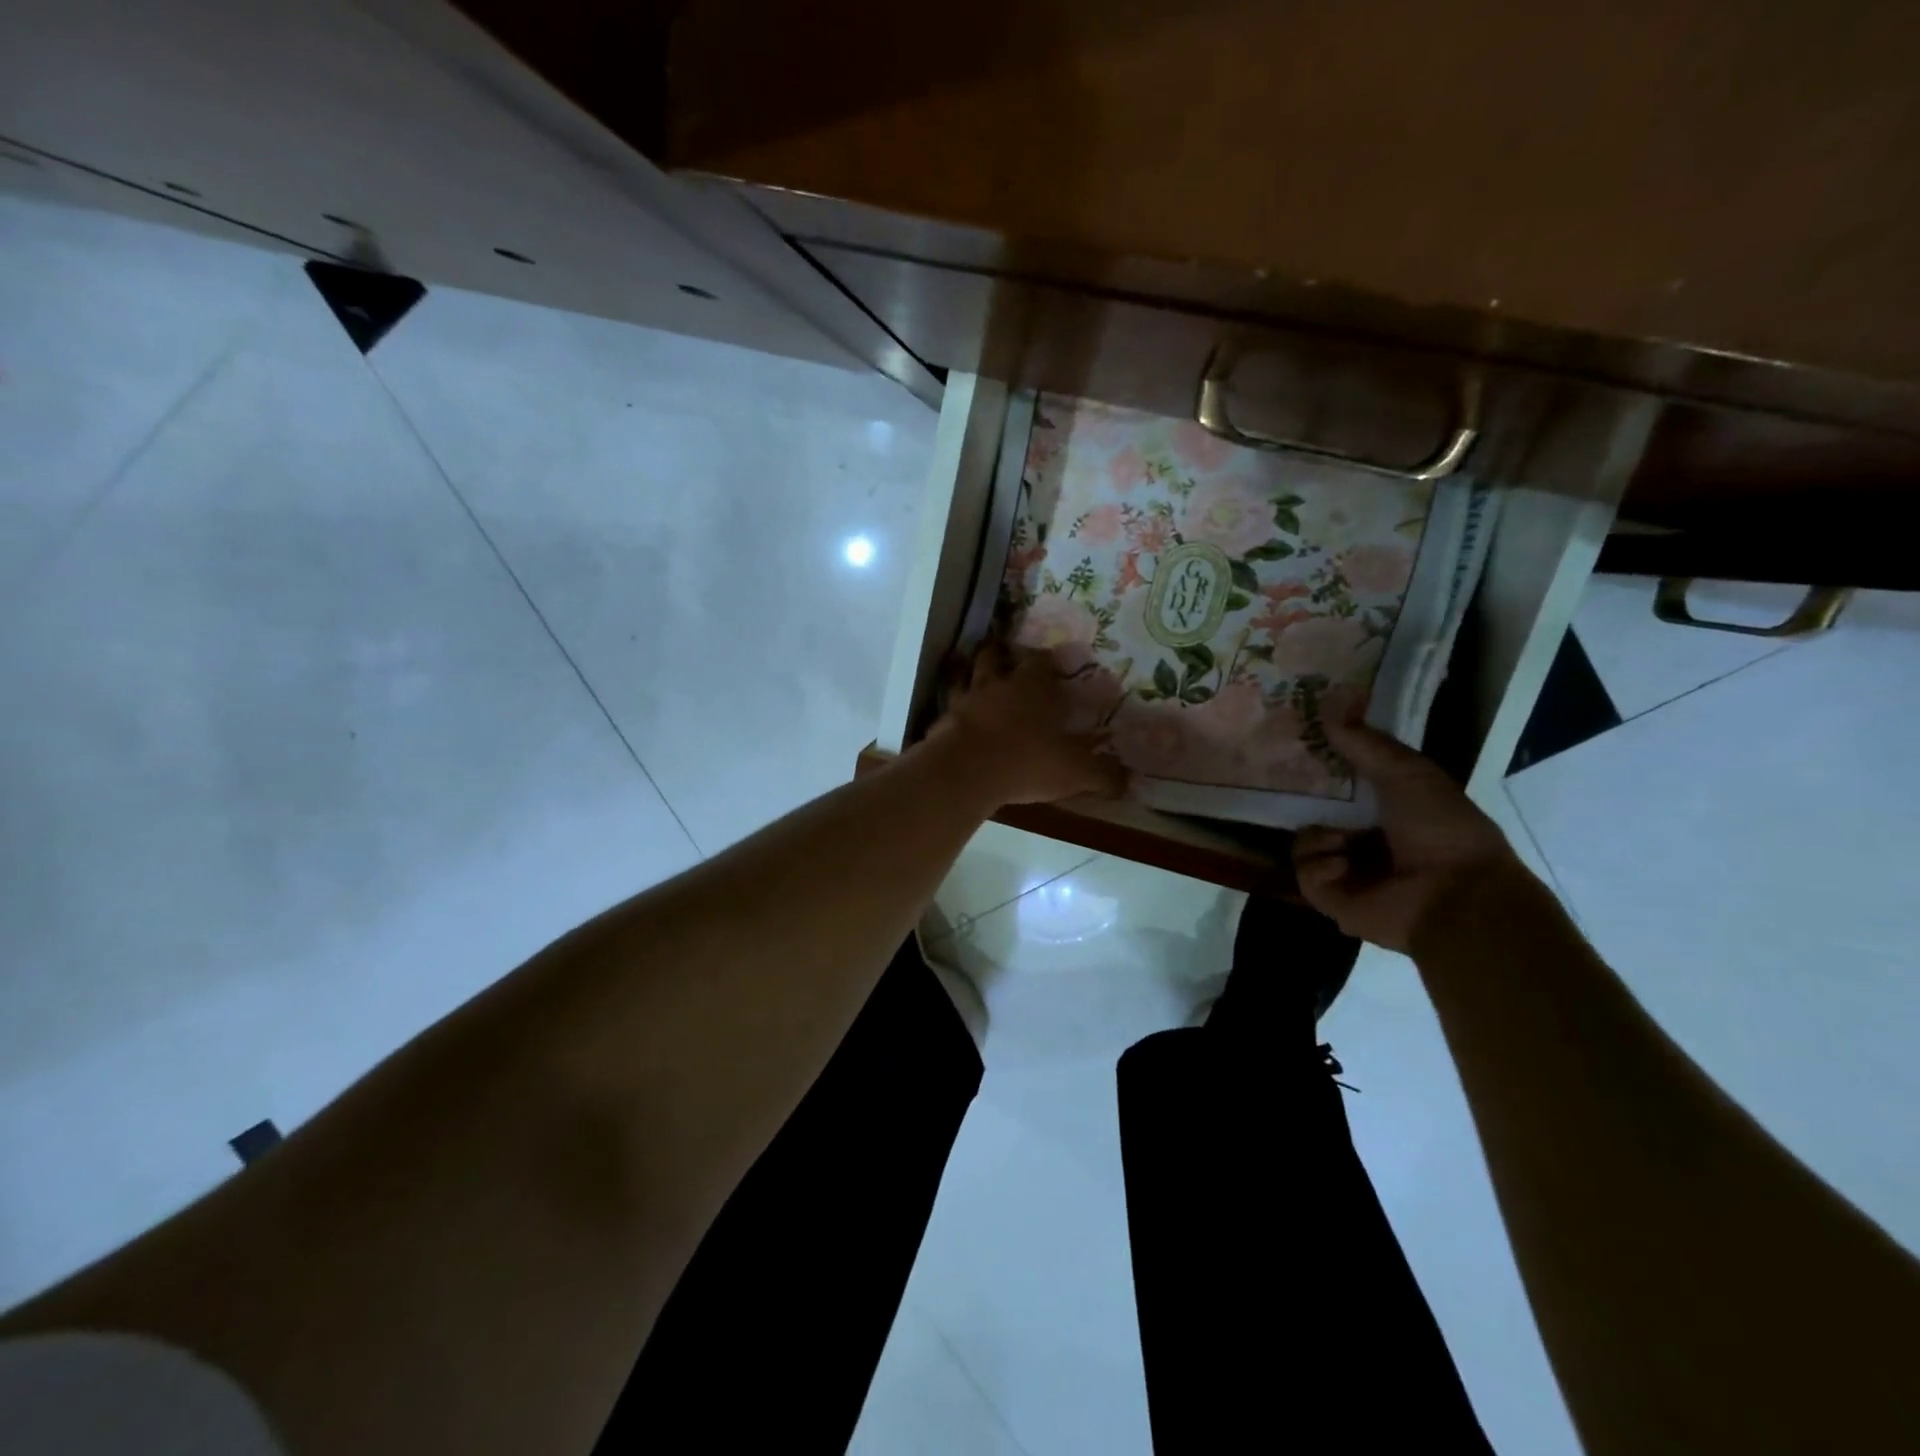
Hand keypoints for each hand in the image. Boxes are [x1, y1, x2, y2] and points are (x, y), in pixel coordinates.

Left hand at [930, 646, 1127, 806]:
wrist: (966, 772)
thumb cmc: (1027, 761)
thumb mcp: (1075, 771)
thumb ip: (1103, 774)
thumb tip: (1128, 780)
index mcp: (1034, 686)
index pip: (1040, 658)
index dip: (1044, 659)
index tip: (1049, 664)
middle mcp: (999, 683)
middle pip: (996, 655)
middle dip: (1002, 656)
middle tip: (1009, 664)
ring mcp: (966, 698)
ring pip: (967, 673)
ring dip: (973, 674)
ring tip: (981, 684)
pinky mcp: (943, 719)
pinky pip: (950, 705)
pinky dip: (955, 708)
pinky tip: (960, 720)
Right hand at [1293, 721, 1522, 952]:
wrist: (1456, 895)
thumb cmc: (1441, 828)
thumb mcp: (1406, 773)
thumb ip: (1365, 743)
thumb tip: (1328, 703)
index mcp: (1388, 813)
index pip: (1341, 788)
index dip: (1320, 770)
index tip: (1297, 751)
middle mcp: (1365, 841)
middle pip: (1315, 815)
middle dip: (1302, 803)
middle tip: (1283, 786)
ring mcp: (1347, 872)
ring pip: (1303, 843)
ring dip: (1318, 838)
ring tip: (1341, 841)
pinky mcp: (1332, 899)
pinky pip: (1305, 874)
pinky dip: (1320, 866)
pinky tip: (1343, 865)